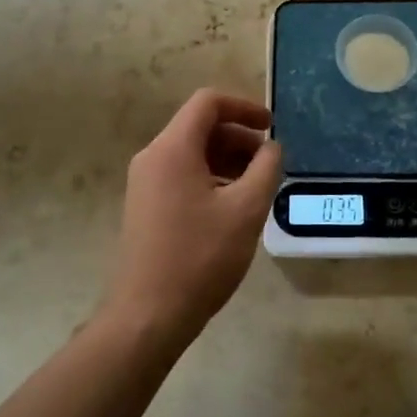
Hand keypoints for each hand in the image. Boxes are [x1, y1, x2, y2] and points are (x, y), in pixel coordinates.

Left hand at [105, 89, 282, 342]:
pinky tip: (232, 207)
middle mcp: (152, 157)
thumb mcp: (246, 210)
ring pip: (191, 153)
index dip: (244, 107)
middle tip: (269, 164)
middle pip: (199, 127)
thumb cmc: (200, 257)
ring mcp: (144, 183)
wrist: (148, 314)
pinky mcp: (145, 206)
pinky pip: (181, 175)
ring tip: (256, 188)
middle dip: (238, 138)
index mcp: (172, 148)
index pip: (208, 103)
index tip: (271, 126)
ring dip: (226, 160)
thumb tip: (271, 148)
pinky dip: (210, 178)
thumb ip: (265, 169)